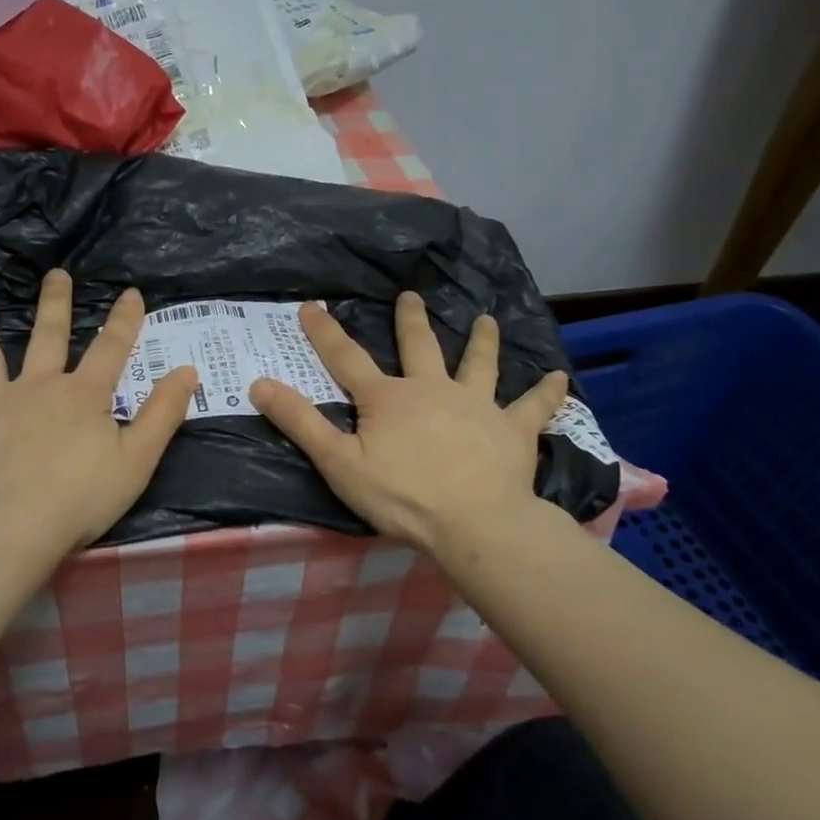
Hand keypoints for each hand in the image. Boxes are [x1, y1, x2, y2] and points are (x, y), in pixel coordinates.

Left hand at [0, 271, 198, 557]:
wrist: (10, 527)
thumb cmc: (79, 498)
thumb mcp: (138, 460)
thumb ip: (164, 414)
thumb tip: (187, 370)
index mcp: (82, 396)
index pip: (112, 349)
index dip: (125, 320)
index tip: (131, 293)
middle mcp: (36, 386)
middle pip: (48, 336)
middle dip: (56, 303)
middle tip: (56, 274)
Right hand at [250, 292, 568, 554]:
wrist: (475, 523)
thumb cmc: (402, 496)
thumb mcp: (339, 462)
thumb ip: (300, 422)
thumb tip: (259, 383)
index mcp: (388, 398)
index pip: (346, 358)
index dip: (325, 331)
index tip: (312, 305)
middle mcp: (432, 389)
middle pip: (419, 347)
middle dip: (411, 321)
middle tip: (411, 296)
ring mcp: (477, 405)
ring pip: (479, 365)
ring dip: (482, 341)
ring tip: (486, 319)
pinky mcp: (513, 430)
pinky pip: (533, 407)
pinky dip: (546, 393)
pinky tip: (560, 377)